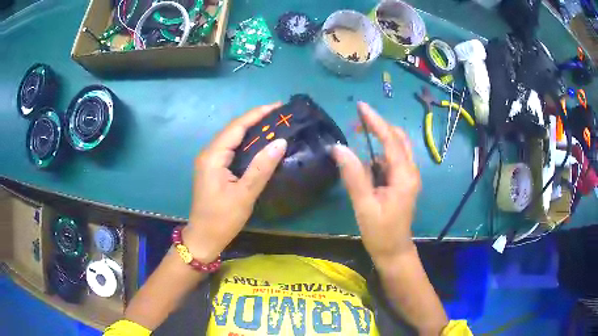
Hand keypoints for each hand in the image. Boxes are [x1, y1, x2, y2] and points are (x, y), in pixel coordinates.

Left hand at [184, 102, 286, 261]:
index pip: (236, 127)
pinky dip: (245, 143)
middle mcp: (208, 154)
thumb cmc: (222, 219)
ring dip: (251, 129)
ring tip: (273, 124)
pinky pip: (230, 149)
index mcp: (213, 156)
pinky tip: (259, 143)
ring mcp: (209, 161)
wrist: (204, 238)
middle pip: (233, 129)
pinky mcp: (213, 169)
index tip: (278, 106)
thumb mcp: (245, 194)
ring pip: (231, 138)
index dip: (257, 114)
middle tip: (280, 115)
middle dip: (255, 119)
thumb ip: (262, 167)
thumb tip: (281, 142)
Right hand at [333, 102, 420, 263]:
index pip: (390, 140)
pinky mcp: (402, 183)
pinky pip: (391, 161)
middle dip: (378, 128)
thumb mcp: (364, 205)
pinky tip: (365, 168)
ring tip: (356, 145)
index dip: (375, 121)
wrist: (394, 252)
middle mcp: (410, 172)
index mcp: (404, 176)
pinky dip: (378, 157)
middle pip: (398, 139)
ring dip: (377, 143)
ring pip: (395, 149)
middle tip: (356, 125)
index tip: (360, 106)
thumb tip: (339, 148)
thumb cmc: (380, 232)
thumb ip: (353, 175)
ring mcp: (407, 177)